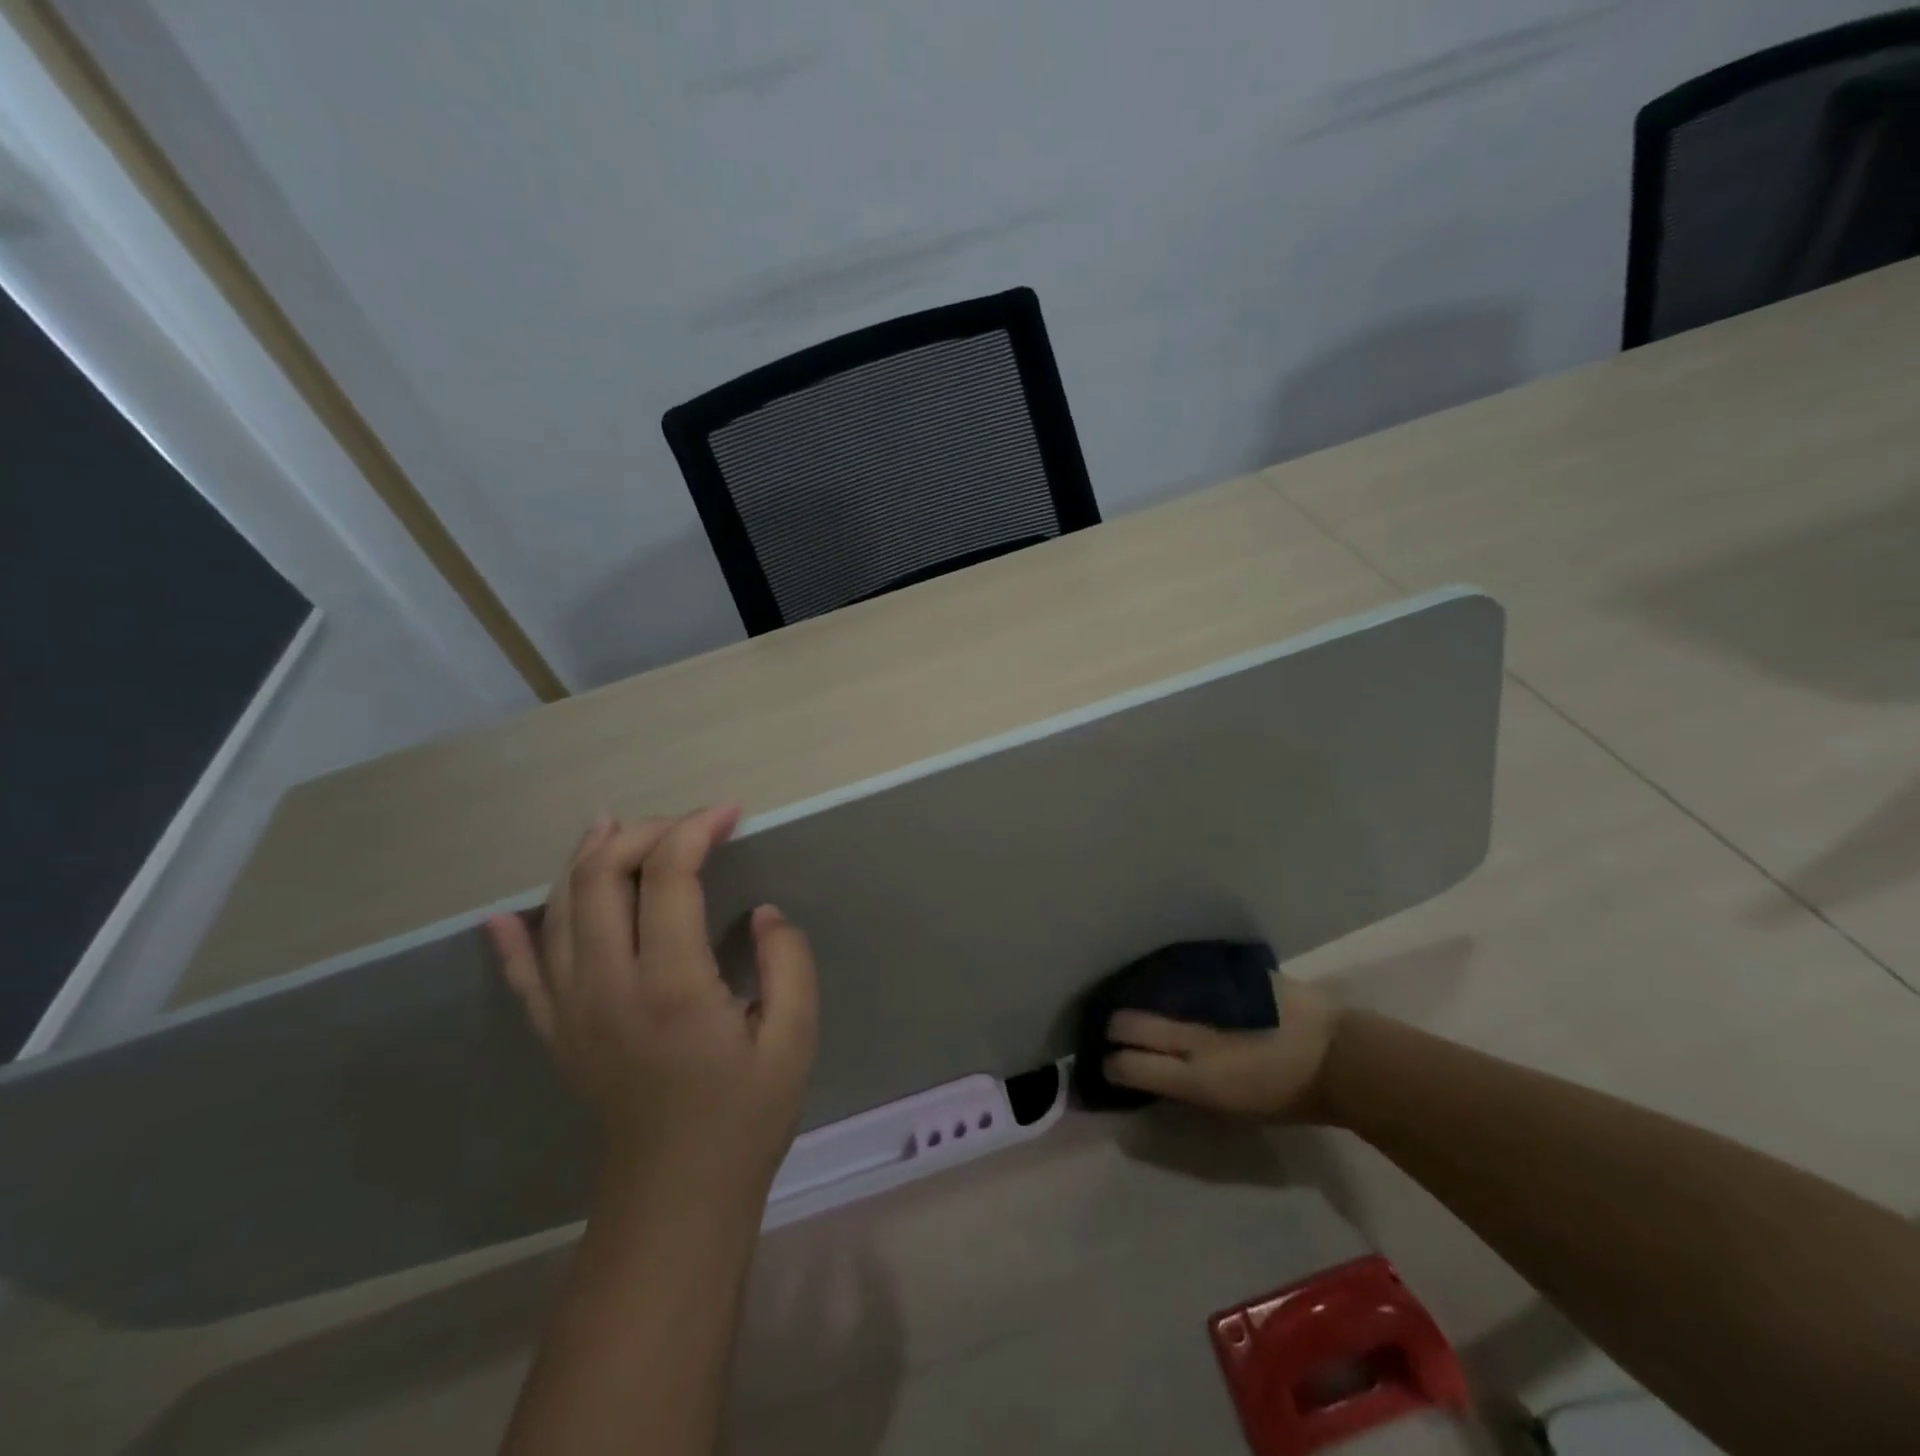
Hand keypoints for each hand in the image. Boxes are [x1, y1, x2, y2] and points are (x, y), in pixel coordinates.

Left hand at [485, 806, 819, 1198]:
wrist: (679, 1190)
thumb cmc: (745, 1112)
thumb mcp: (795, 1038)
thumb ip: (789, 962)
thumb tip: (764, 912)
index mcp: (672, 985)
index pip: (667, 876)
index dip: (696, 830)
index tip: (730, 814)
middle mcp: (608, 986)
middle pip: (602, 878)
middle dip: (643, 832)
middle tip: (686, 825)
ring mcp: (571, 1009)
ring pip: (560, 909)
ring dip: (585, 859)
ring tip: (612, 826)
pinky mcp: (556, 1032)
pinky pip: (523, 974)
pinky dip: (514, 938)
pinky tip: (504, 915)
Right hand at [1102, 973, 1341, 1121]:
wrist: (1340, 1057)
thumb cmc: (1288, 1096)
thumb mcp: (1230, 1105)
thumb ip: (1187, 1086)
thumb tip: (1153, 1071)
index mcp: (1196, 1077)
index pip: (1129, 1065)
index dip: (1113, 1064)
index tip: (1110, 1062)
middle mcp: (1194, 1035)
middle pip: (1129, 1023)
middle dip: (1115, 1026)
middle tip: (1117, 1028)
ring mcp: (1208, 999)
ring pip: (1153, 992)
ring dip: (1143, 999)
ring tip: (1141, 1002)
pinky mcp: (1225, 973)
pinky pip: (1186, 974)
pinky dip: (1174, 981)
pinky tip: (1174, 983)